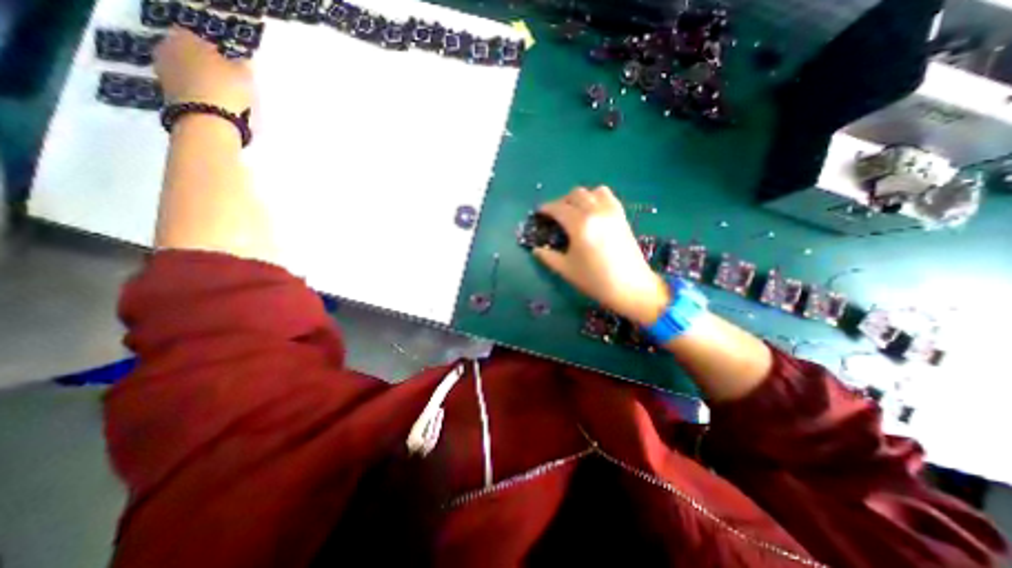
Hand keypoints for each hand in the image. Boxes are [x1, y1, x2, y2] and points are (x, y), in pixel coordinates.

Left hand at [156, 26, 257, 112]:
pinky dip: (199, 95)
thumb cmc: (226, 88)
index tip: (231, 66)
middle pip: (189, 55)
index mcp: (184, 37)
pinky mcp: (166, 91)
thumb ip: (241, 65)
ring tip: (223, 97)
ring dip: (202, 82)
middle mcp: (167, 48)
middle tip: (227, 81)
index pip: (199, 38)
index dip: (216, 52)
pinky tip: (215, 105)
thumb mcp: (245, 75)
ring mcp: (163, 70)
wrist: (207, 117)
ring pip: (187, 73)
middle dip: (206, 66)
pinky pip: (187, 89)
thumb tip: (241, 62)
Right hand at [532, 187, 670, 324]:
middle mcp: (595, 212)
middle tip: (555, 215)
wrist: (631, 286)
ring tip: (575, 212)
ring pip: (592, 191)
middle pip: (575, 194)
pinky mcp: (621, 216)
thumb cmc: (595, 280)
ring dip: (580, 198)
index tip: (539, 213)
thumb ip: (548, 256)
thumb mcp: (566, 269)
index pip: (558, 208)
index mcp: (579, 225)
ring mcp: (611, 212)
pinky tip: (592, 212)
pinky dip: (596, 198)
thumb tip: (536, 249)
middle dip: (561, 201)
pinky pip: (607, 196)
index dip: (546, 208)